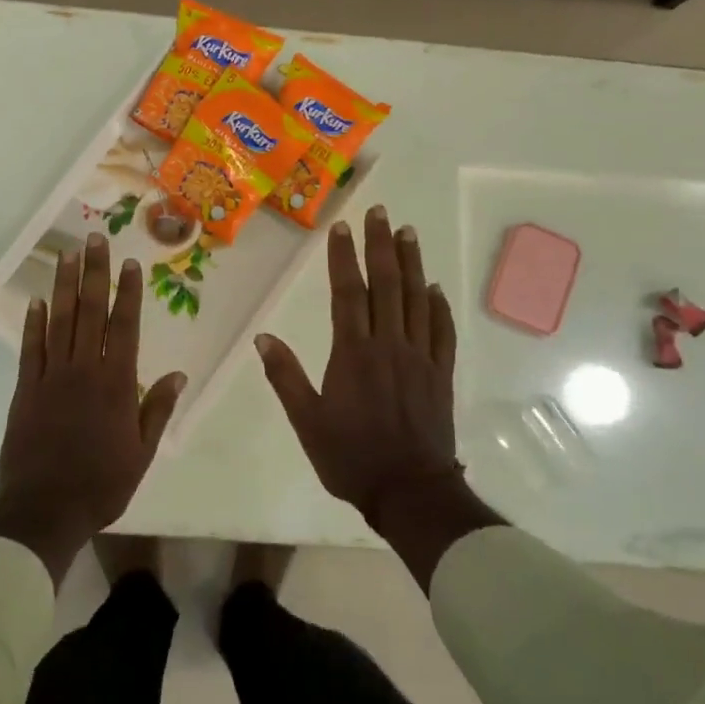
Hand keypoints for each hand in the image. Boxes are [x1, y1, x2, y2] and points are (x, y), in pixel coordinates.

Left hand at [0, 233, 186, 584]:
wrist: (44, 510)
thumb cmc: (101, 485)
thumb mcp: (141, 453)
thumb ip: (156, 410)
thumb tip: (178, 375)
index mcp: (116, 385)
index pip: (125, 327)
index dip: (128, 292)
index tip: (129, 263)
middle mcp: (84, 371)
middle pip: (90, 312)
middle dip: (94, 273)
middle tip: (95, 239)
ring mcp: (50, 378)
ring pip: (59, 322)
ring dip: (63, 286)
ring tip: (67, 255)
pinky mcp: (24, 390)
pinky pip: (29, 349)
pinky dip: (32, 323)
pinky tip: (36, 301)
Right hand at [255, 206, 501, 585]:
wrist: (409, 490)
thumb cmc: (351, 457)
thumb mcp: (307, 422)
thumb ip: (285, 377)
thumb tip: (263, 338)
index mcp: (353, 353)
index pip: (348, 293)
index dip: (345, 258)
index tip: (343, 228)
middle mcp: (389, 345)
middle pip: (387, 285)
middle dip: (382, 246)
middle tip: (381, 213)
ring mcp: (420, 358)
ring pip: (418, 300)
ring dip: (413, 264)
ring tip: (408, 233)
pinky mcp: (440, 374)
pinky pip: (441, 331)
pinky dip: (438, 306)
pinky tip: (435, 288)